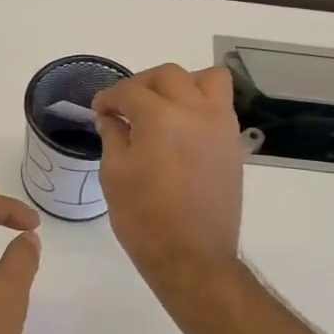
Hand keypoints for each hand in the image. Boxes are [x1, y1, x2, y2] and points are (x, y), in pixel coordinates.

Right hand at [93, 64, 243, 293]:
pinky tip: (183, 127)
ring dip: (181, 84)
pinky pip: (220, 105)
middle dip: (141, 84)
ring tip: (164, 106)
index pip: (130, 91)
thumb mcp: (115, 175)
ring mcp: (220, 125)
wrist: (193, 257)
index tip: (100, 110)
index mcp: (161, 117)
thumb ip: (113, 136)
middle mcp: (195, 111)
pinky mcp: (233, 143)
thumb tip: (112, 118)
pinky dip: (201, 103)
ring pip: (206, 79)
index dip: (109, 97)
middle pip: (168, 75)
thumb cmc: (144, 219)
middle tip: (125, 106)